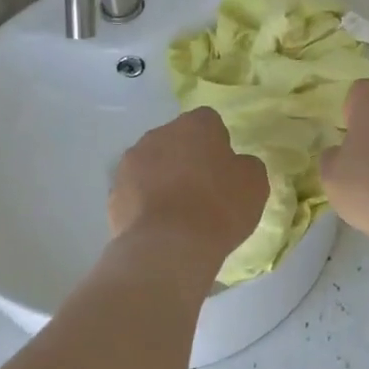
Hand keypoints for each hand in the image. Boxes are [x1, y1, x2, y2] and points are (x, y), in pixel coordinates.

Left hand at [109, 107, 267, 267]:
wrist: (168, 246)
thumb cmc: (218, 207)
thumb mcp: (254, 184)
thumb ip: (245, 165)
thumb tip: (235, 164)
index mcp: (194, 125)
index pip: (208, 121)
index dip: (217, 143)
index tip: (224, 169)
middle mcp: (158, 134)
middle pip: (176, 141)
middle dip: (186, 158)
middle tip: (202, 190)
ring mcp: (130, 163)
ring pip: (152, 164)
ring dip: (163, 179)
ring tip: (178, 212)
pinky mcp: (114, 192)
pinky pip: (136, 191)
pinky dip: (145, 202)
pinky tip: (159, 226)